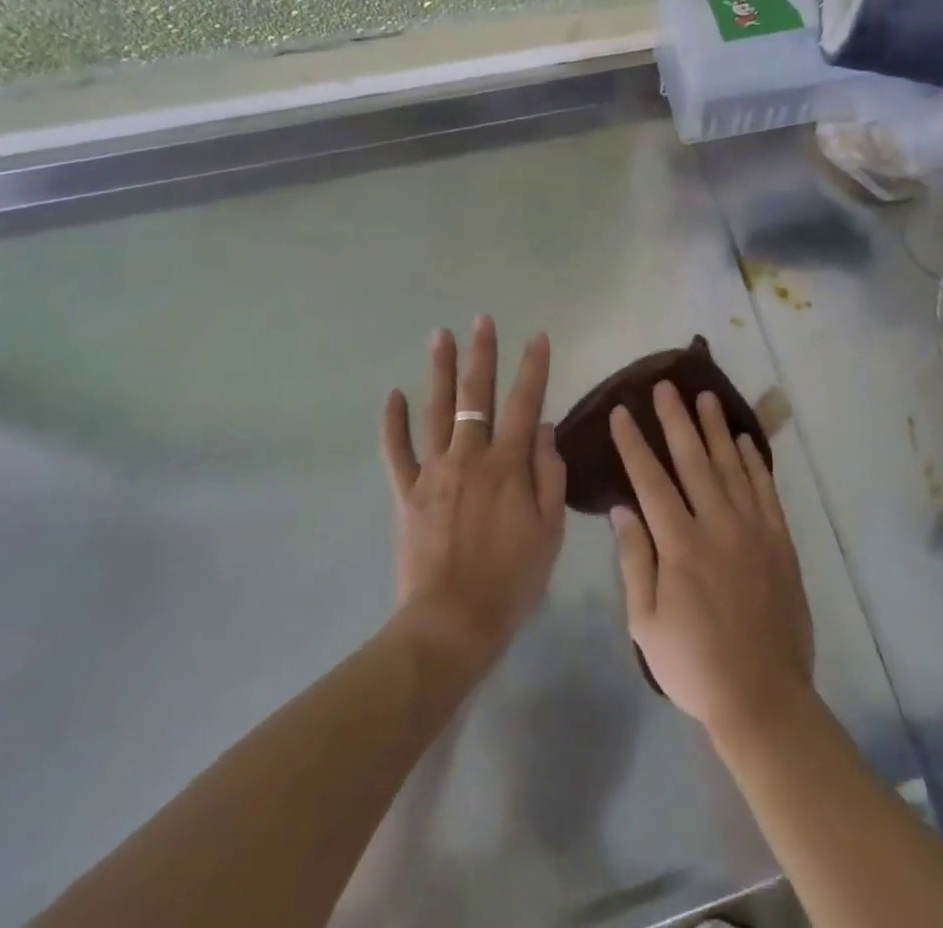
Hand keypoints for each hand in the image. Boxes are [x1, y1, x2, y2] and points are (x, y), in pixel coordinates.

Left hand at [380, 317, 566, 673]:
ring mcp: (434, 472)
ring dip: (439, 370)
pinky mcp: (408, 493)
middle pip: (476, 395)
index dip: (533, 367)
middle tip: (482, 320)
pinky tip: (393, 394)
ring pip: (435, 411)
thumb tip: (541, 426)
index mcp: (508, 465)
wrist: (452, 623)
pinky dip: (393, 423)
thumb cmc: (512, 579)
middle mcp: (470, 456)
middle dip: (481, 354)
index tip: (537, 336)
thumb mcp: (550, 529)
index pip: (524, 402)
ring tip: (439, 335)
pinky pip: (396, 452)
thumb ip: (548, 472)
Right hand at [609, 382, 814, 741]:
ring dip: (716, 428)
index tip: (621, 412)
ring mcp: (753, 530)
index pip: (651, 481)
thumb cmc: (693, 664)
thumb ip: (634, 560)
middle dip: (676, 420)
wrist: (763, 697)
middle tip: (665, 385)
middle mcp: (717, 525)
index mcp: (680, 545)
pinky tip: (745, 440)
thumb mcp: (645, 623)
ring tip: (705, 396)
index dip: (634, 444)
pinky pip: (766, 490)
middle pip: (693, 460)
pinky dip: (755, 461)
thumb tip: (621, 509)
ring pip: (731, 465)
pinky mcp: (780, 541)